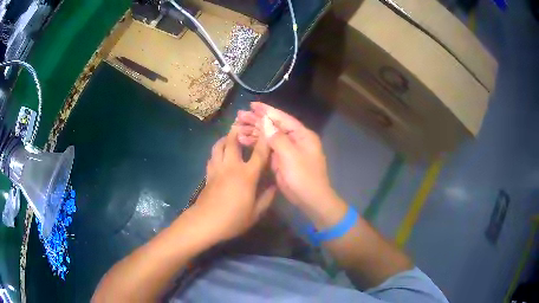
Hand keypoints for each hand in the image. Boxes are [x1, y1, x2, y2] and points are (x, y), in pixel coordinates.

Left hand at [187, 126, 275, 242]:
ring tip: (229, 135)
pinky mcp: (208, 175)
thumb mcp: (255, 213)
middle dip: (237, 130)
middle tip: (241, 121)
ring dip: (224, 138)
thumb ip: (267, 198)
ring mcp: (217, 169)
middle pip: (233, 142)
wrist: (205, 223)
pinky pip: (211, 157)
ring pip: (218, 146)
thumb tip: (275, 186)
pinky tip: (219, 154)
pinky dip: (216, 151)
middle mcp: (231, 167)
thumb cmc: (233, 219)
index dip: (265, 140)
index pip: (259, 153)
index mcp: (246, 175)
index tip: (268, 128)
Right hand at [236, 102, 335, 210]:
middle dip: (256, 121)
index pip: (282, 118)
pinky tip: (243, 140)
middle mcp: (294, 139)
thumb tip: (265, 121)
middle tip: (239, 116)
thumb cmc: (304, 177)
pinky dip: (256, 144)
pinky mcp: (280, 160)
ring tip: (237, 127)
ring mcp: (287, 150)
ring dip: (253, 132)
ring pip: (268, 137)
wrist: (310, 200)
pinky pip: (267, 148)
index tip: (252, 105)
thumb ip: (277, 138)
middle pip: (273, 126)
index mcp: (301, 135)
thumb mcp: (291, 156)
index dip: (266, 111)